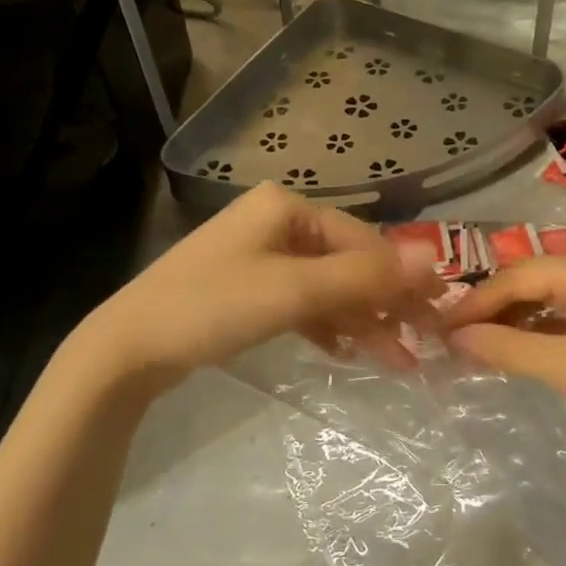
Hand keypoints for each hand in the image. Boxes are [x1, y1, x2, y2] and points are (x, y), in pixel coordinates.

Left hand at [81, 183, 441, 388]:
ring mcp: (260, 255)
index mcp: (287, 207)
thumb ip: (365, 276)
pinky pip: (301, 300)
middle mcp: (277, 222)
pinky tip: (347, 350)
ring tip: (395, 359)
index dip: (403, 277)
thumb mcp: (294, 291)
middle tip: (422, 342)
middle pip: (347, 262)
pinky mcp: (248, 287)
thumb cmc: (212, 307)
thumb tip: (435, 257)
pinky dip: (327, 324)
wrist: (127, 349)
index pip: (362, 240)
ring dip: (360, 320)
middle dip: (383, 303)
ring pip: (327, 285)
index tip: (439, 312)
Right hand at [444, 251, 565, 468]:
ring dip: (515, 322)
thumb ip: (504, 348)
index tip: (440, 326)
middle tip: (454, 337)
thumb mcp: (564, 367)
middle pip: (533, 282)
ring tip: (477, 346)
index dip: (476, 302)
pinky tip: (516, 350)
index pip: (518, 276)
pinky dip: (540, 332)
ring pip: (549, 299)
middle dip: (493, 310)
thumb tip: (453, 338)